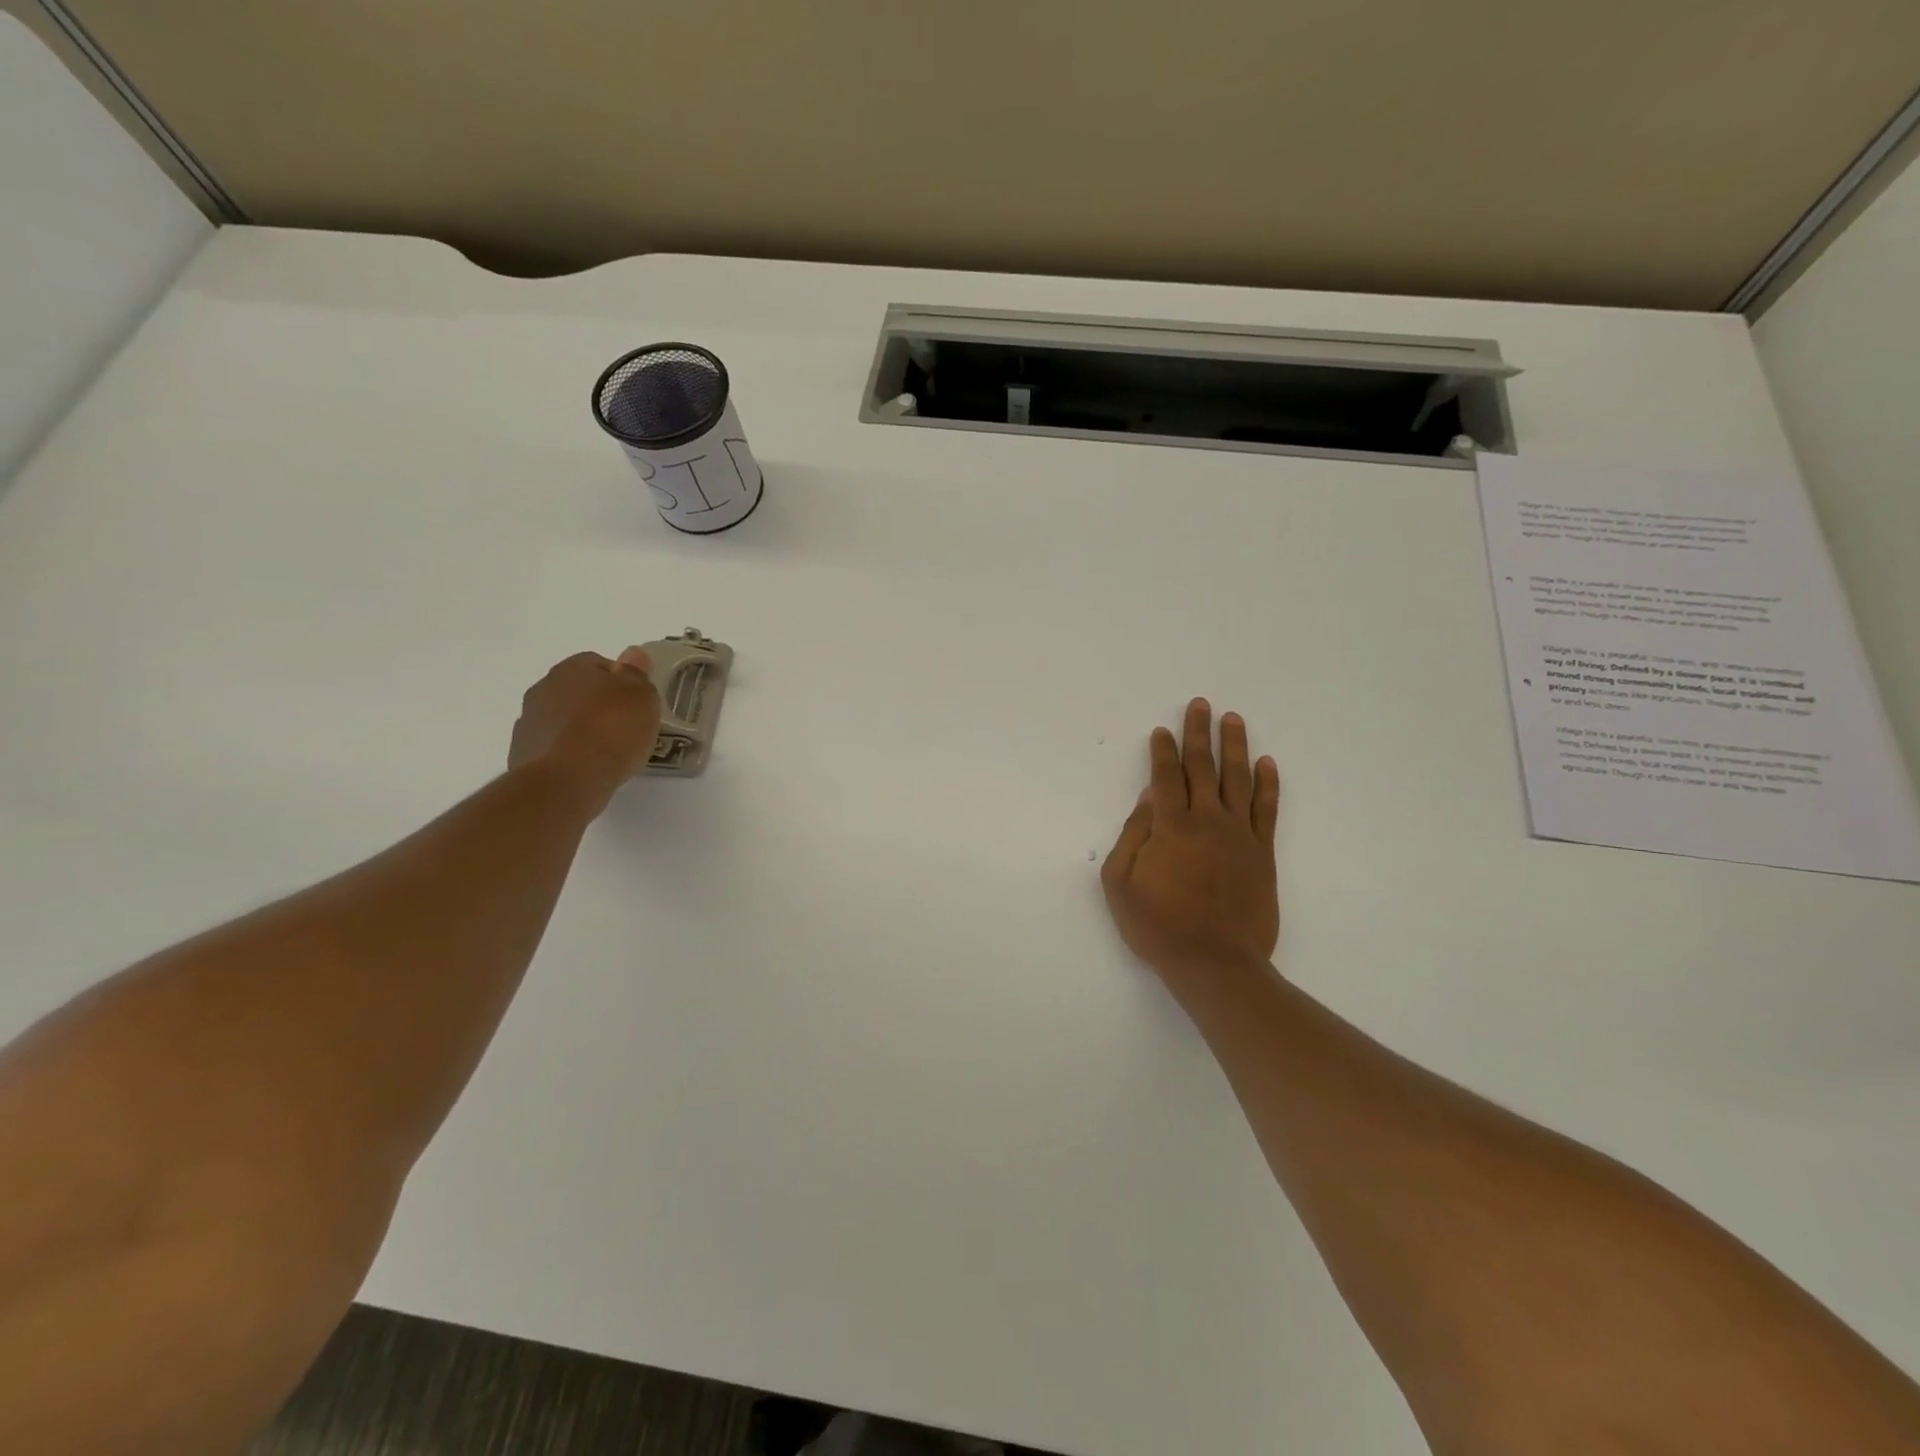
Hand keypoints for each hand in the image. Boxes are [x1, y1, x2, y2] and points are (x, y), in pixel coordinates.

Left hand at [508, 648, 661, 809]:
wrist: (566, 780)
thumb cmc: (611, 730)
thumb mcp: (641, 696)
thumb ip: (637, 673)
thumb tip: (632, 654)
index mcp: (573, 668)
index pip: (600, 663)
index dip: (622, 681)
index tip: (638, 703)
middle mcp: (544, 688)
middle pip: (578, 690)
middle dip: (599, 704)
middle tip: (625, 727)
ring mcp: (529, 722)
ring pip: (563, 719)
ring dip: (581, 729)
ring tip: (607, 752)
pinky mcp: (523, 754)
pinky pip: (553, 746)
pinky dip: (568, 753)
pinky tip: (587, 768)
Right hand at [1101, 699, 1281, 988]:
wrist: (1215, 963)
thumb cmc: (1158, 925)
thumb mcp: (1121, 883)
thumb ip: (1133, 835)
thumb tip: (1149, 798)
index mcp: (1170, 826)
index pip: (1165, 776)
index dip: (1162, 751)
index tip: (1161, 730)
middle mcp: (1207, 820)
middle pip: (1202, 767)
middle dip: (1198, 734)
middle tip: (1200, 705)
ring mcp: (1240, 835)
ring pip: (1238, 779)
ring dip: (1235, 746)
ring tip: (1232, 719)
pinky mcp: (1263, 853)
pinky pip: (1267, 809)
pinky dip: (1268, 784)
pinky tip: (1267, 763)